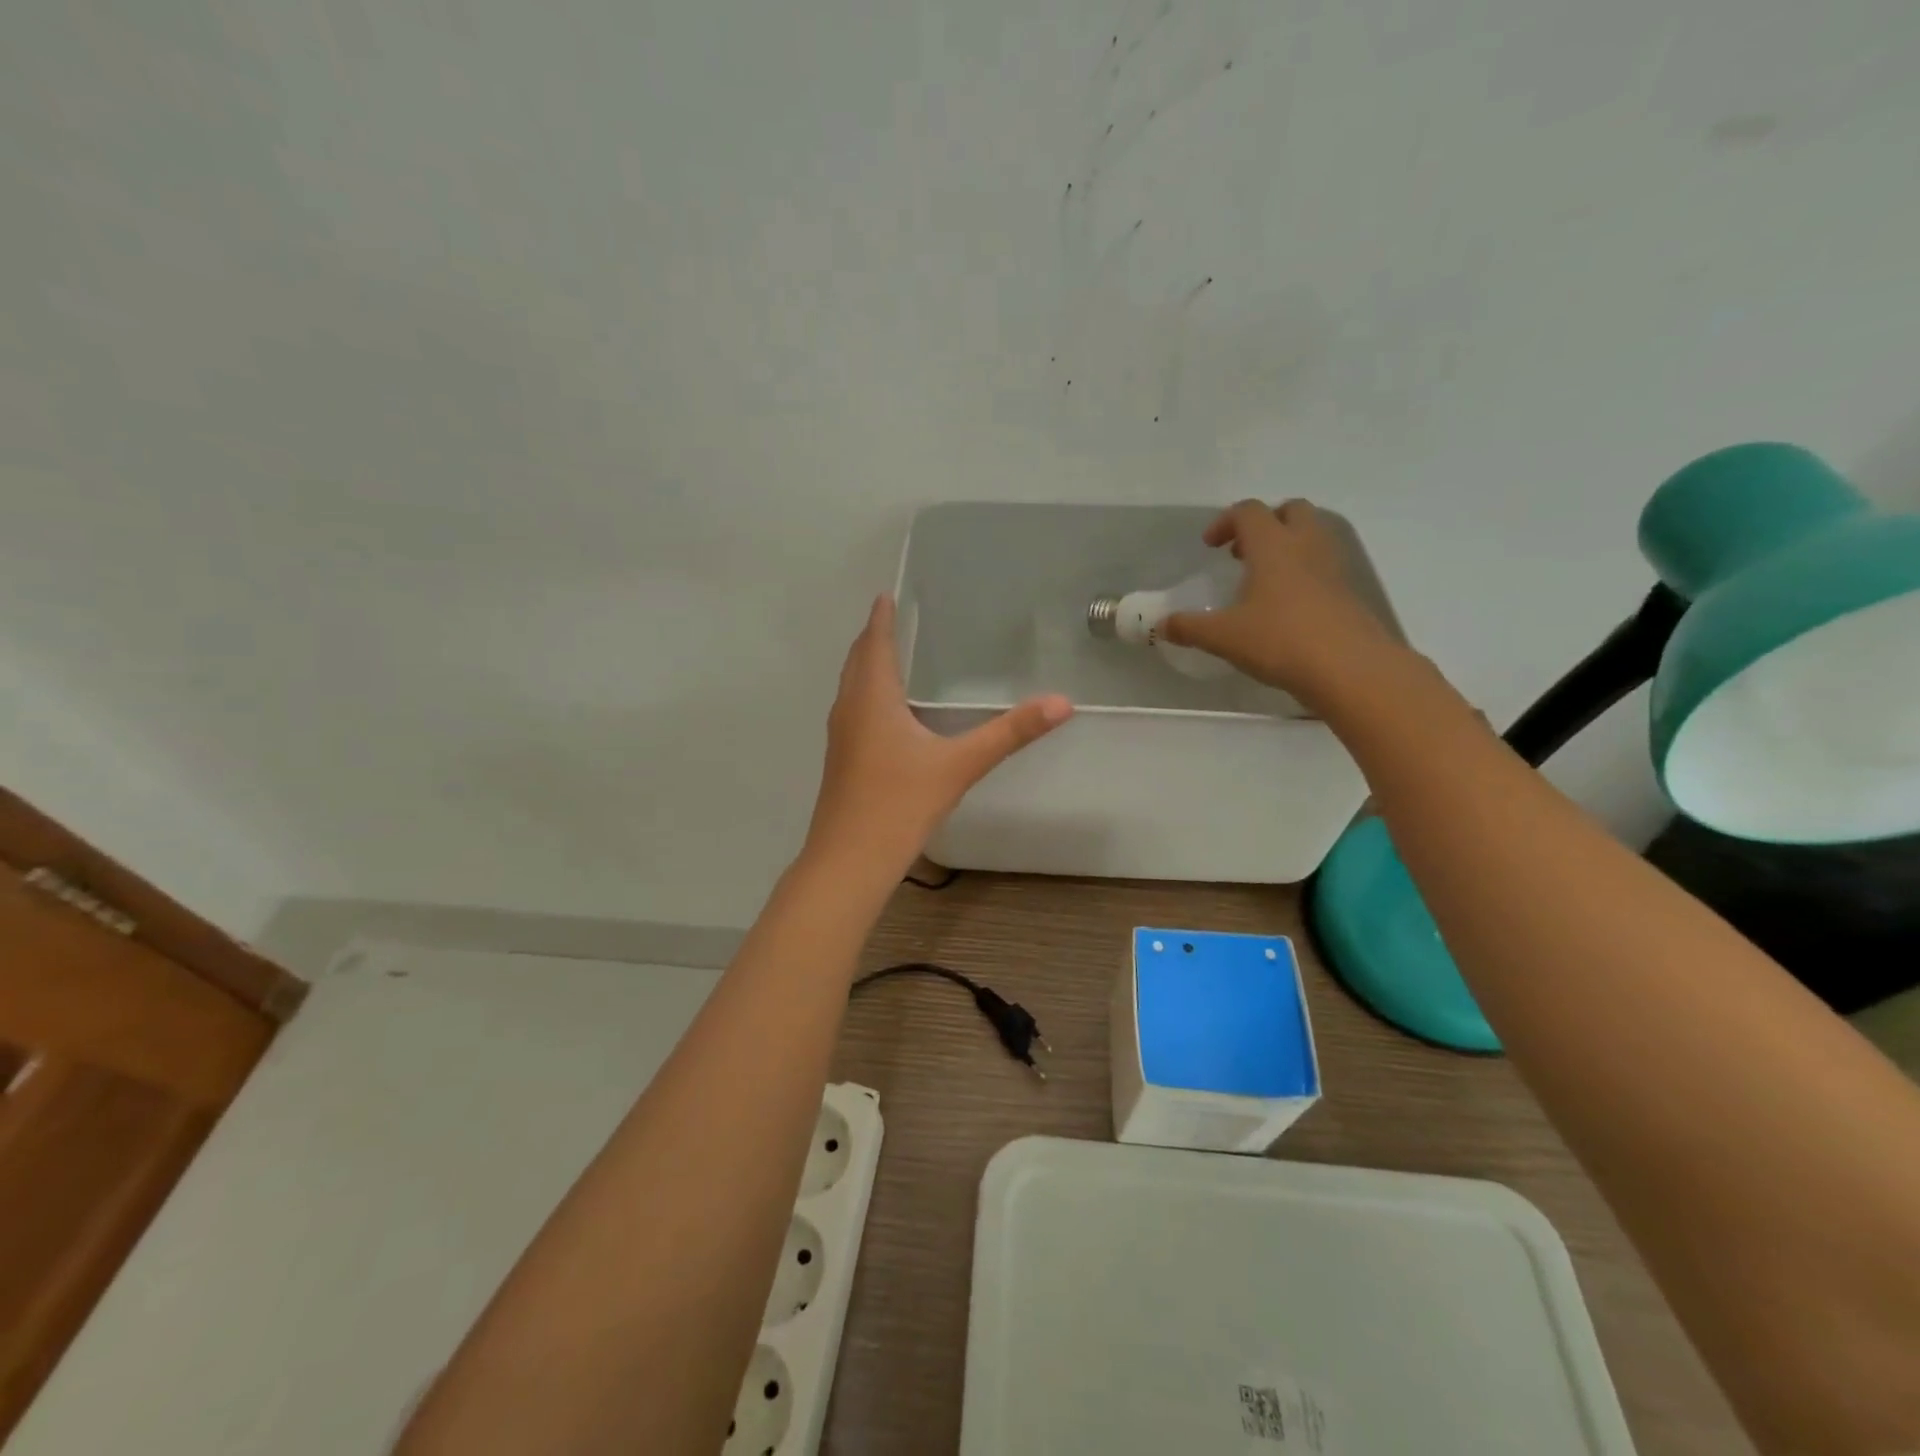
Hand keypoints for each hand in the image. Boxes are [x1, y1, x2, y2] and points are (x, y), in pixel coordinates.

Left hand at [804, 595, 1072, 876]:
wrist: (849, 861)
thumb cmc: (900, 804)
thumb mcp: (960, 765)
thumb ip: (1010, 733)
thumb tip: (1061, 703)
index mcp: (872, 698)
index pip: (875, 643)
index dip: (881, 618)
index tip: (886, 595)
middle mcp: (849, 709)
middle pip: (857, 661)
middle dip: (872, 638)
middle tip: (891, 619)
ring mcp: (840, 737)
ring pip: (850, 687)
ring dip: (865, 666)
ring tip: (889, 656)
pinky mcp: (840, 761)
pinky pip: (852, 711)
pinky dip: (865, 694)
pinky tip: (885, 714)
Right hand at [1163, 499, 1401, 707]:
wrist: (1350, 669)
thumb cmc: (1280, 640)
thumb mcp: (1224, 637)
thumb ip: (1189, 628)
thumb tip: (1160, 625)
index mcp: (1273, 546)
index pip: (1249, 511)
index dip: (1225, 522)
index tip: (1210, 546)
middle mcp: (1306, 546)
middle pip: (1291, 510)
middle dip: (1265, 523)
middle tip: (1243, 552)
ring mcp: (1333, 568)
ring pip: (1312, 536)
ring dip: (1287, 546)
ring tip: (1262, 580)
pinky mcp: (1348, 593)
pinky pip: (1323, 567)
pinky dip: (1303, 574)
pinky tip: (1285, 608)